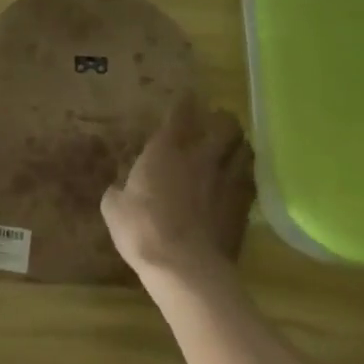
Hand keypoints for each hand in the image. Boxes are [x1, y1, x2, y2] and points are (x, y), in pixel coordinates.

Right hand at [102, 91, 254, 284]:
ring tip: (233, 147)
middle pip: (225, 125)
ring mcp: (227, 182)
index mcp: (166, 151)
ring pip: (244, 149)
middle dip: (222, 119)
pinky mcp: (243, 208)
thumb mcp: (114, 209)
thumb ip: (117, 192)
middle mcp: (201, 158)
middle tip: (217, 121)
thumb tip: (116, 189)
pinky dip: (245, 175)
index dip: (184, 102)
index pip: (180, 114)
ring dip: (239, 144)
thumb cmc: (143, 230)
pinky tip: (239, 181)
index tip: (188, 95)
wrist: (186, 268)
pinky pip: (249, 180)